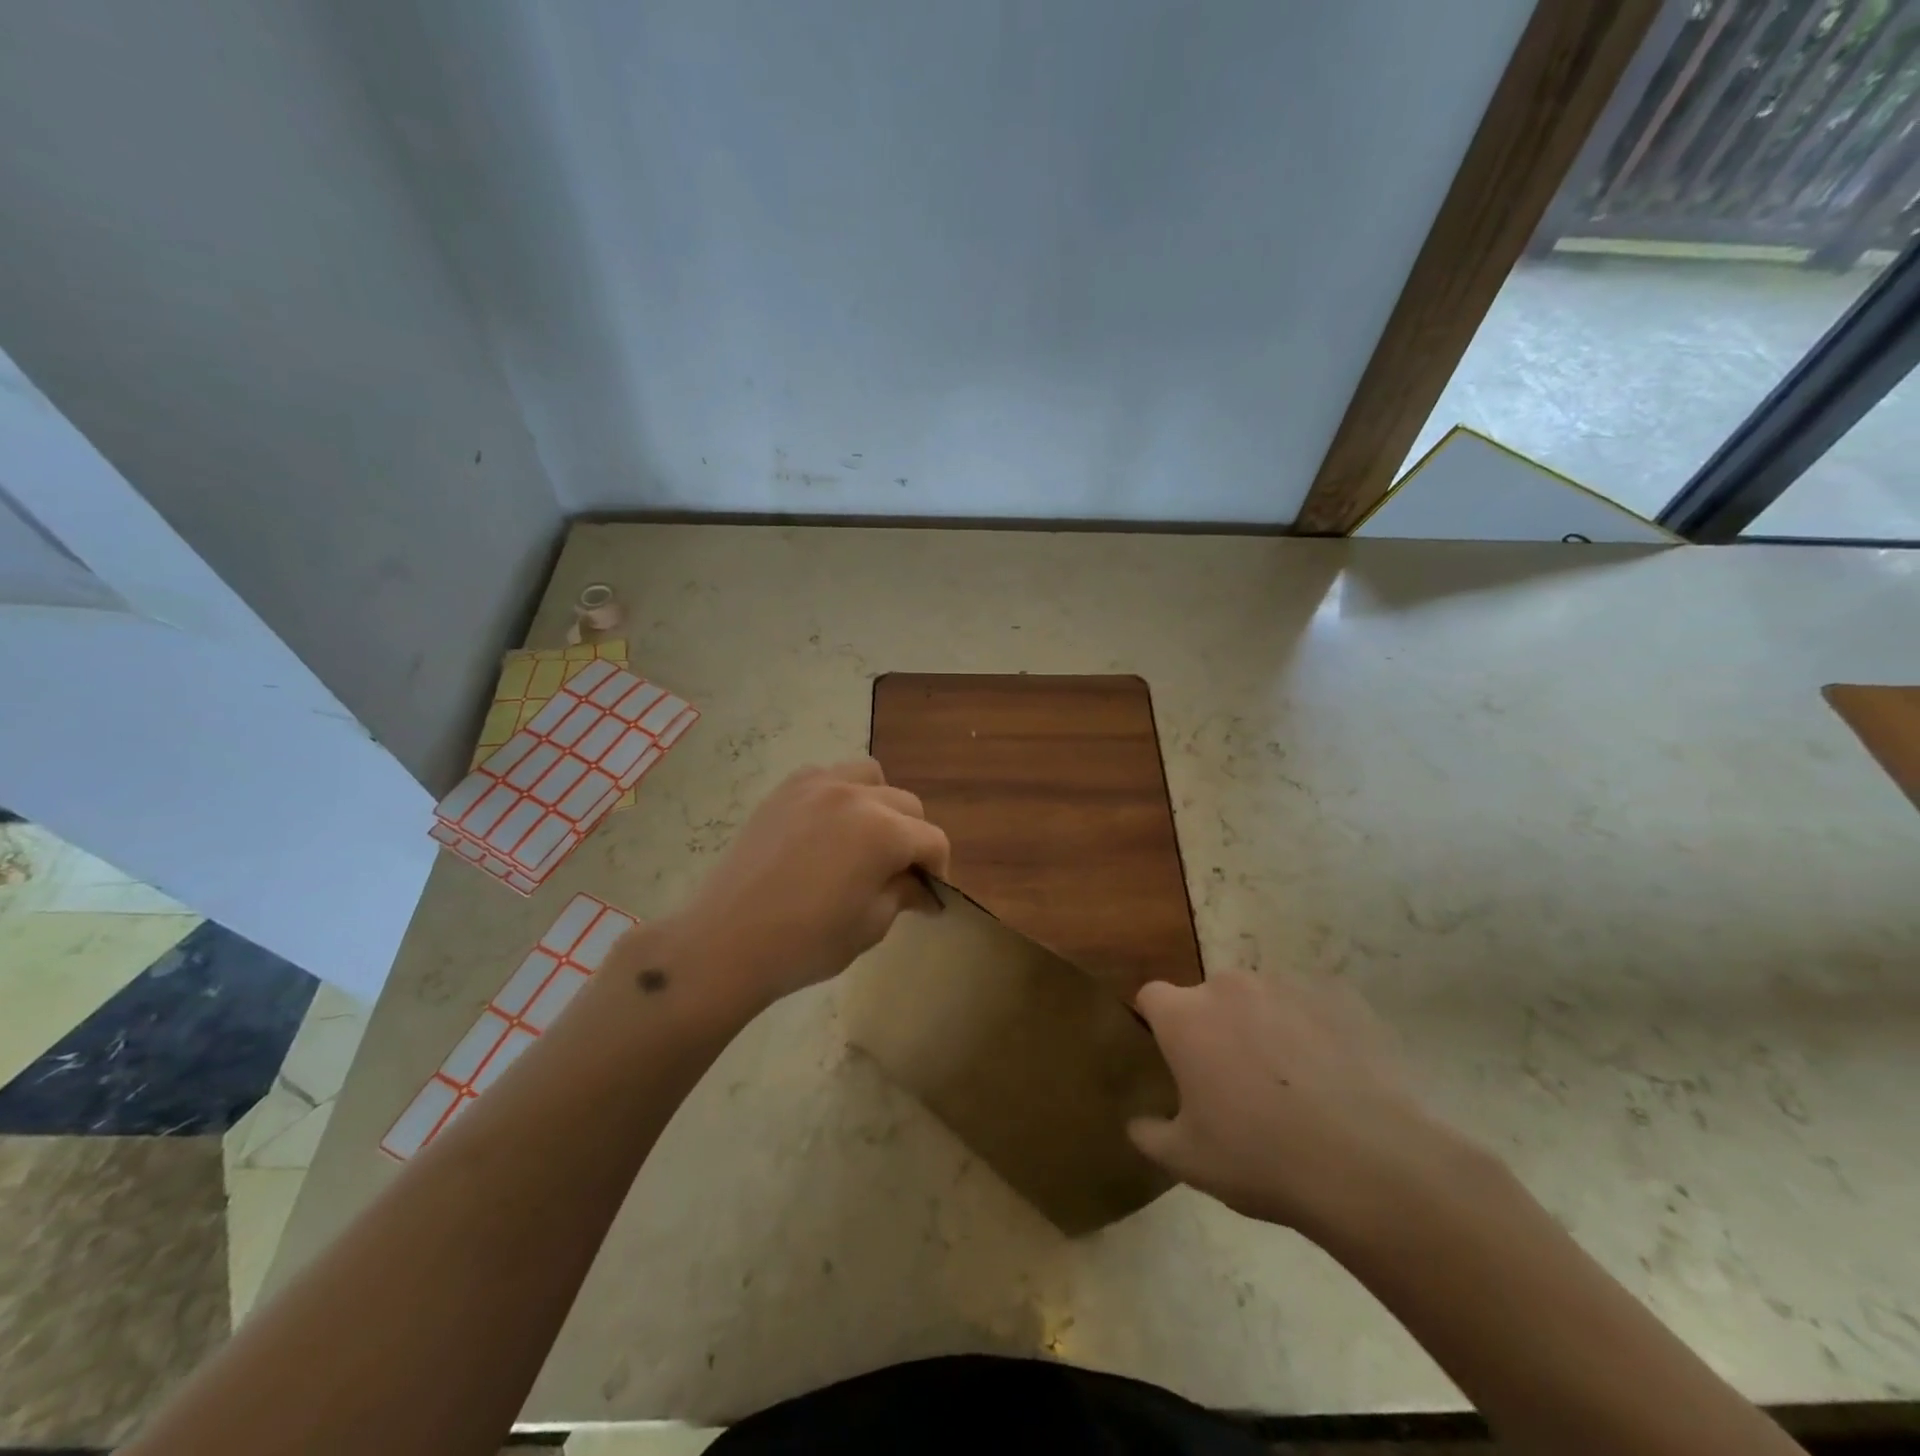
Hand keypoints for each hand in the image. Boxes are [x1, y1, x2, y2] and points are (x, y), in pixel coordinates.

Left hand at [669, 759, 949, 1011]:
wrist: (725, 942)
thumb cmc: (806, 943)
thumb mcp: (870, 925)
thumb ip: (903, 894)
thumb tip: (922, 887)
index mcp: (883, 831)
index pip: (932, 839)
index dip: (938, 868)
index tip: (928, 894)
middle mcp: (855, 796)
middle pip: (906, 804)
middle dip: (912, 836)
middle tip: (897, 872)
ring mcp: (815, 786)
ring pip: (869, 776)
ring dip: (879, 803)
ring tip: (865, 837)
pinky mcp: (784, 791)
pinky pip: (828, 776)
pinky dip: (840, 794)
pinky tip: (827, 828)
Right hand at [1128, 971, 1462, 1238]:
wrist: (1367, 1164)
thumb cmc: (1261, 1159)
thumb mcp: (1189, 1161)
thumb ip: (1151, 1135)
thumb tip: (1136, 1124)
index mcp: (1185, 1017)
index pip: (1152, 996)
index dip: (1158, 1022)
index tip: (1173, 1055)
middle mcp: (1228, 986)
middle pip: (1210, 997)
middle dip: (1216, 1027)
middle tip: (1236, 1079)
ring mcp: (1285, 985)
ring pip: (1262, 998)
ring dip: (1264, 1024)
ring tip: (1293, 1078)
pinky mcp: (1337, 994)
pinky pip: (1312, 1004)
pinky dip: (1314, 1027)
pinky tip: (1333, 1072)